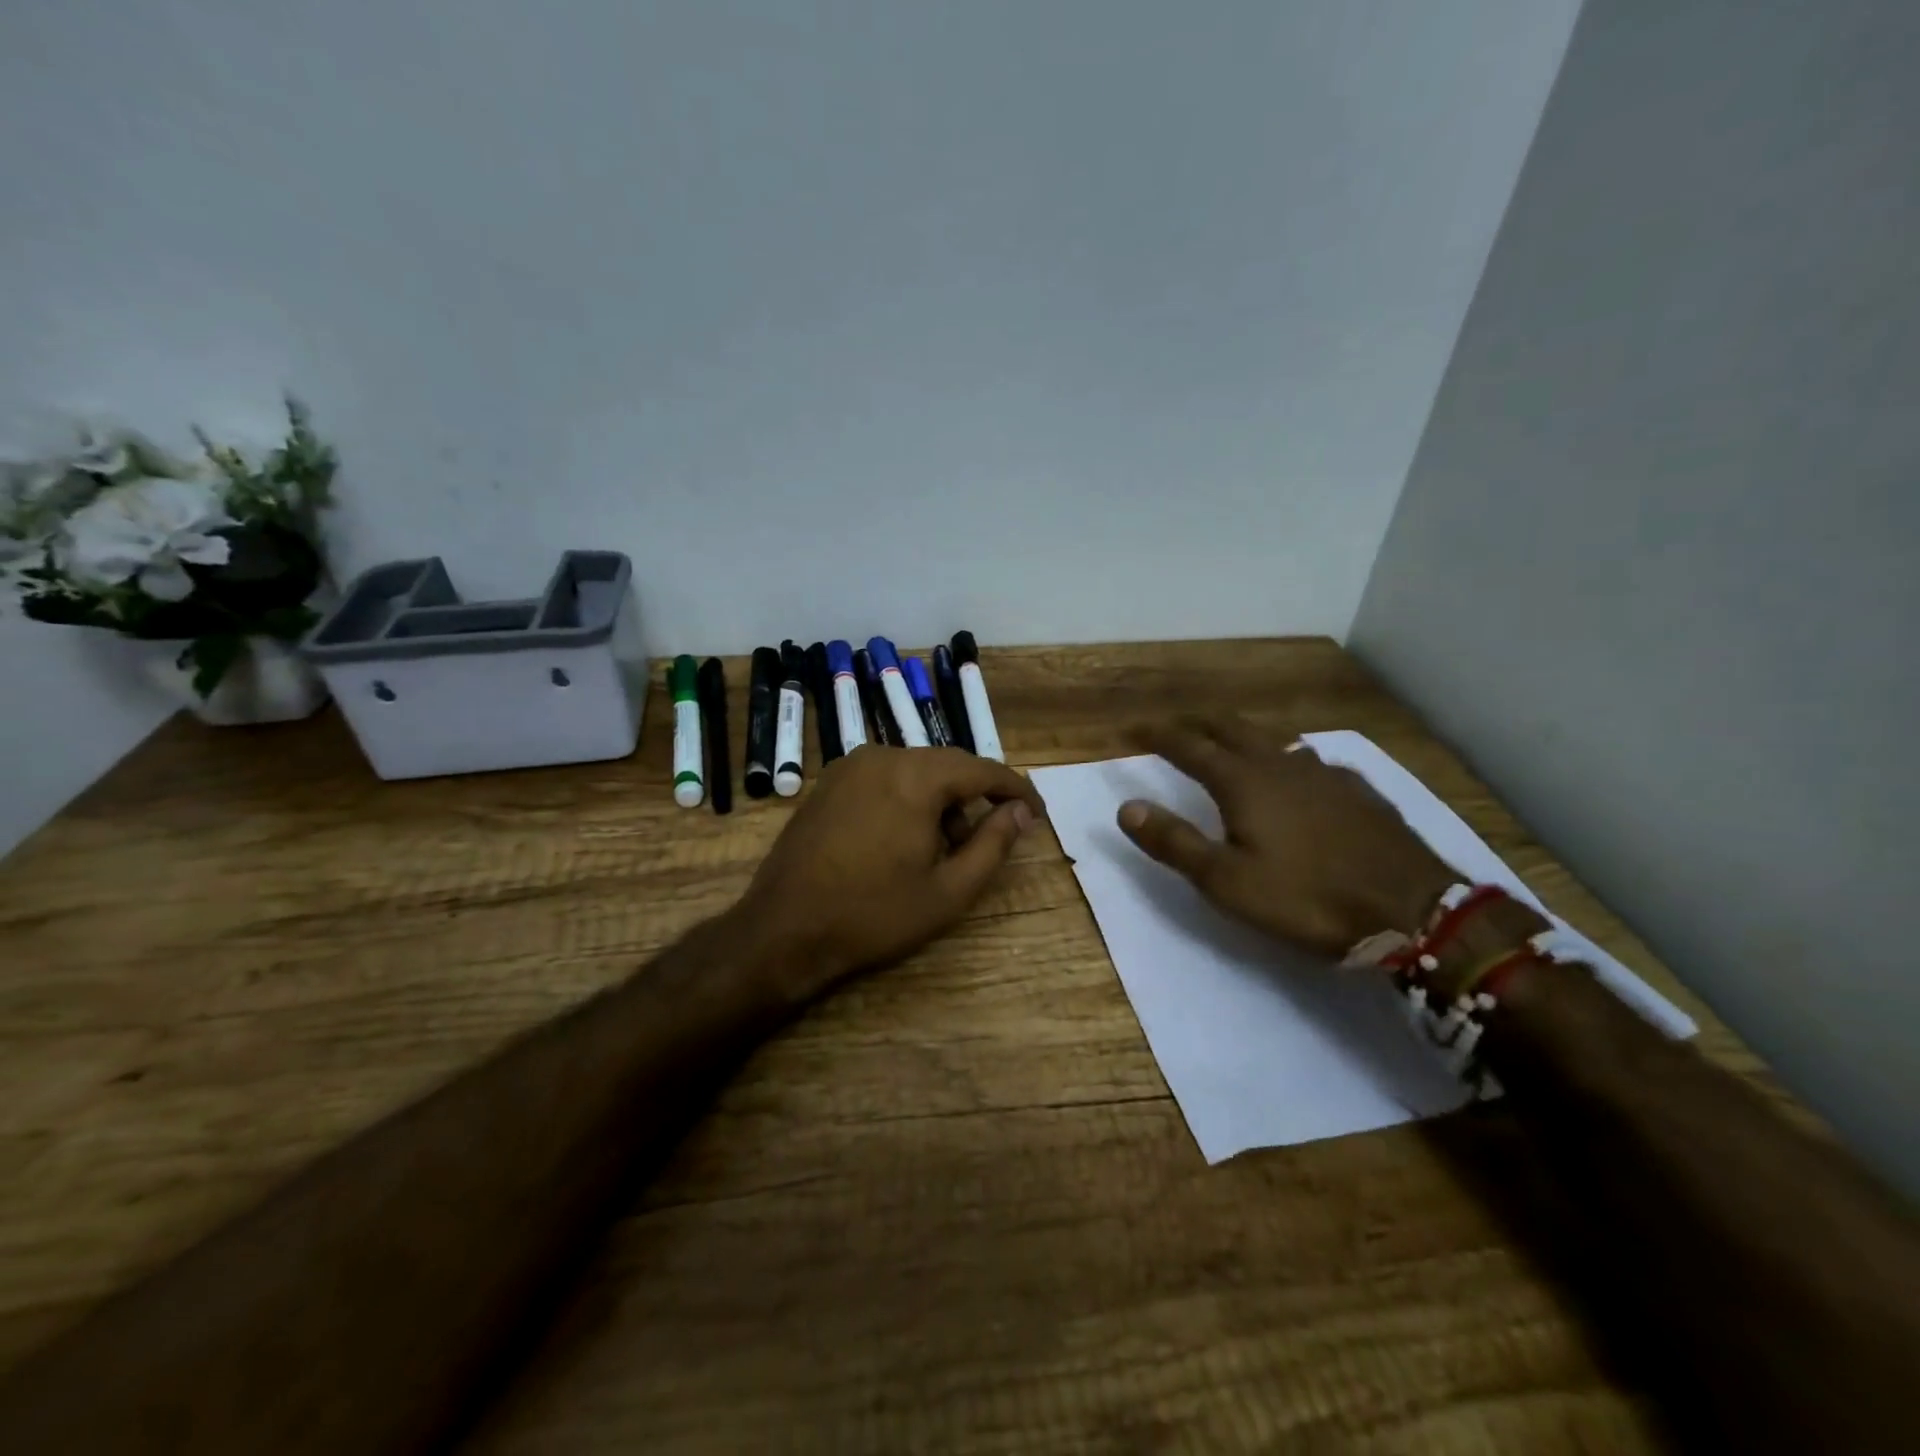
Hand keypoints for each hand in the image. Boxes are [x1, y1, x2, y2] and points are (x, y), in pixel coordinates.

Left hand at [734, 745, 1042, 999]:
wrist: (784, 931)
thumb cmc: (873, 915)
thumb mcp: (948, 891)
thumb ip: (993, 845)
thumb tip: (1021, 811)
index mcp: (915, 776)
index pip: (982, 769)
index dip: (1015, 790)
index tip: (1037, 813)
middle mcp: (882, 756)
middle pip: (948, 766)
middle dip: (974, 798)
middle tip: (986, 842)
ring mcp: (849, 766)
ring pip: (916, 771)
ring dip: (939, 801)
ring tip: (940, 851)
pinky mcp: (828, 782)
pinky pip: (885, 778)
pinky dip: (907, 798)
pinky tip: (902, 840)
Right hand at [1116, 719, 1456, 956]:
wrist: (1413, 910)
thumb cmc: (1307, 898)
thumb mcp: (1226, 882)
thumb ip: (1174, 842)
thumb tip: (1126, 806)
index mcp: (1243, 781)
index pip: (1188, 746)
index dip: (1156, 735)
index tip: (1132, 729)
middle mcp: (1279, 763)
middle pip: (1230, 727)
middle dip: (1196, 722)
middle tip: (1175, 727)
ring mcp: (1323, 772)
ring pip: (1271, 737)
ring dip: (1239, 734)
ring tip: (1226, 742)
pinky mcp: (1356, 789)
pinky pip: (1306, 757)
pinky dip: (1281, 755)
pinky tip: (1292, 774)